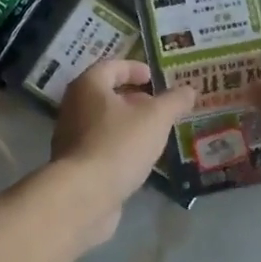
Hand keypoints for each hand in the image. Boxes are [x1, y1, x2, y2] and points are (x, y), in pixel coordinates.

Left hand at [50, 59, 195, 244]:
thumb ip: (173, 101)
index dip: (134, 68)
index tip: (154, 77)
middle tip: (158, 106)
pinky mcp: (75, 166)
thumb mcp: (155, 118)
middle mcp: (74, 107)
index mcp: (88, 86)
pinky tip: (140, 159)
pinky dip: (120, 147)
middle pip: (105, 95)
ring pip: (103, 123)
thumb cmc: (119, 145)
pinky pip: (101, 147)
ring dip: (128, 124)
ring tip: (155, 133)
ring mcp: (71, 138)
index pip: (111, 66)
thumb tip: (189, 90)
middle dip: (133, 98)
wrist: (84, 195)